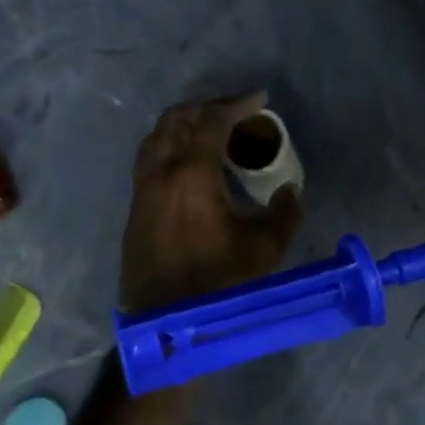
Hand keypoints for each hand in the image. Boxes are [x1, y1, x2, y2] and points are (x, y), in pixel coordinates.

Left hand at [120, 92, 302, 312]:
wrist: (166, 326)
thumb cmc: (219, 286)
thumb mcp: (265, 250)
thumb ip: (284, 214)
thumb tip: (290, 192)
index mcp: (191, 174)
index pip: (212, 121)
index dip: (236, 104)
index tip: (259, 98)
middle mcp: (160, 172)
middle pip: (177, 120)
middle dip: (207, 106)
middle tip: (235, 109)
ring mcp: (142, 189)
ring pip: (156, 136)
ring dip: (183, 123)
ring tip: (210, 128)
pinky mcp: (135, 208)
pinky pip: (148, 158)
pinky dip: (168, 144)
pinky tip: (187, 160)